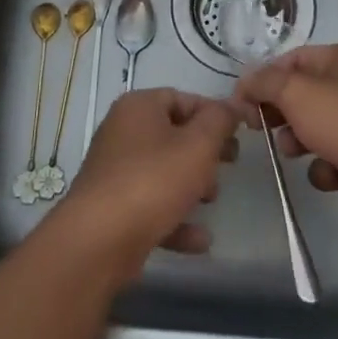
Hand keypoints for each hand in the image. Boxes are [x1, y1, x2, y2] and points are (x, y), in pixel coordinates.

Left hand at [57, 88, 239, 275]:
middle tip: (230, 165)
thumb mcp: (198, 145)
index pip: (183, 98)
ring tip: (212, 200)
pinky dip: (176, 218)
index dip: (213, 114)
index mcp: (138, 107)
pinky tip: (200, 239)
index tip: (238, 134)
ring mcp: (116, 171)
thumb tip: (232, 105)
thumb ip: (219, 121)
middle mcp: (122, 132)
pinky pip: (153, 206)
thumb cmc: (153, 181)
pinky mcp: (114, 208)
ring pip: (164, 172)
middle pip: (174, 135)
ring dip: (192, 186)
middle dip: (205, 152)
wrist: (99, 240)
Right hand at [231, 44, 337, 222]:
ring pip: (315, 128)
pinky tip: (329, 173)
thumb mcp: (295, 92)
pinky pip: (333, 158)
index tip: (241, 101)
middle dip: (278, 112)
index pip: (292, 60)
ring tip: (293, 151)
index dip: (264, 78)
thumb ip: (264, 83)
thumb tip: (244, 83)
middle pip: (301, 95)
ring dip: (297, 141)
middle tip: (257, 127)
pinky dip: (325, 167)